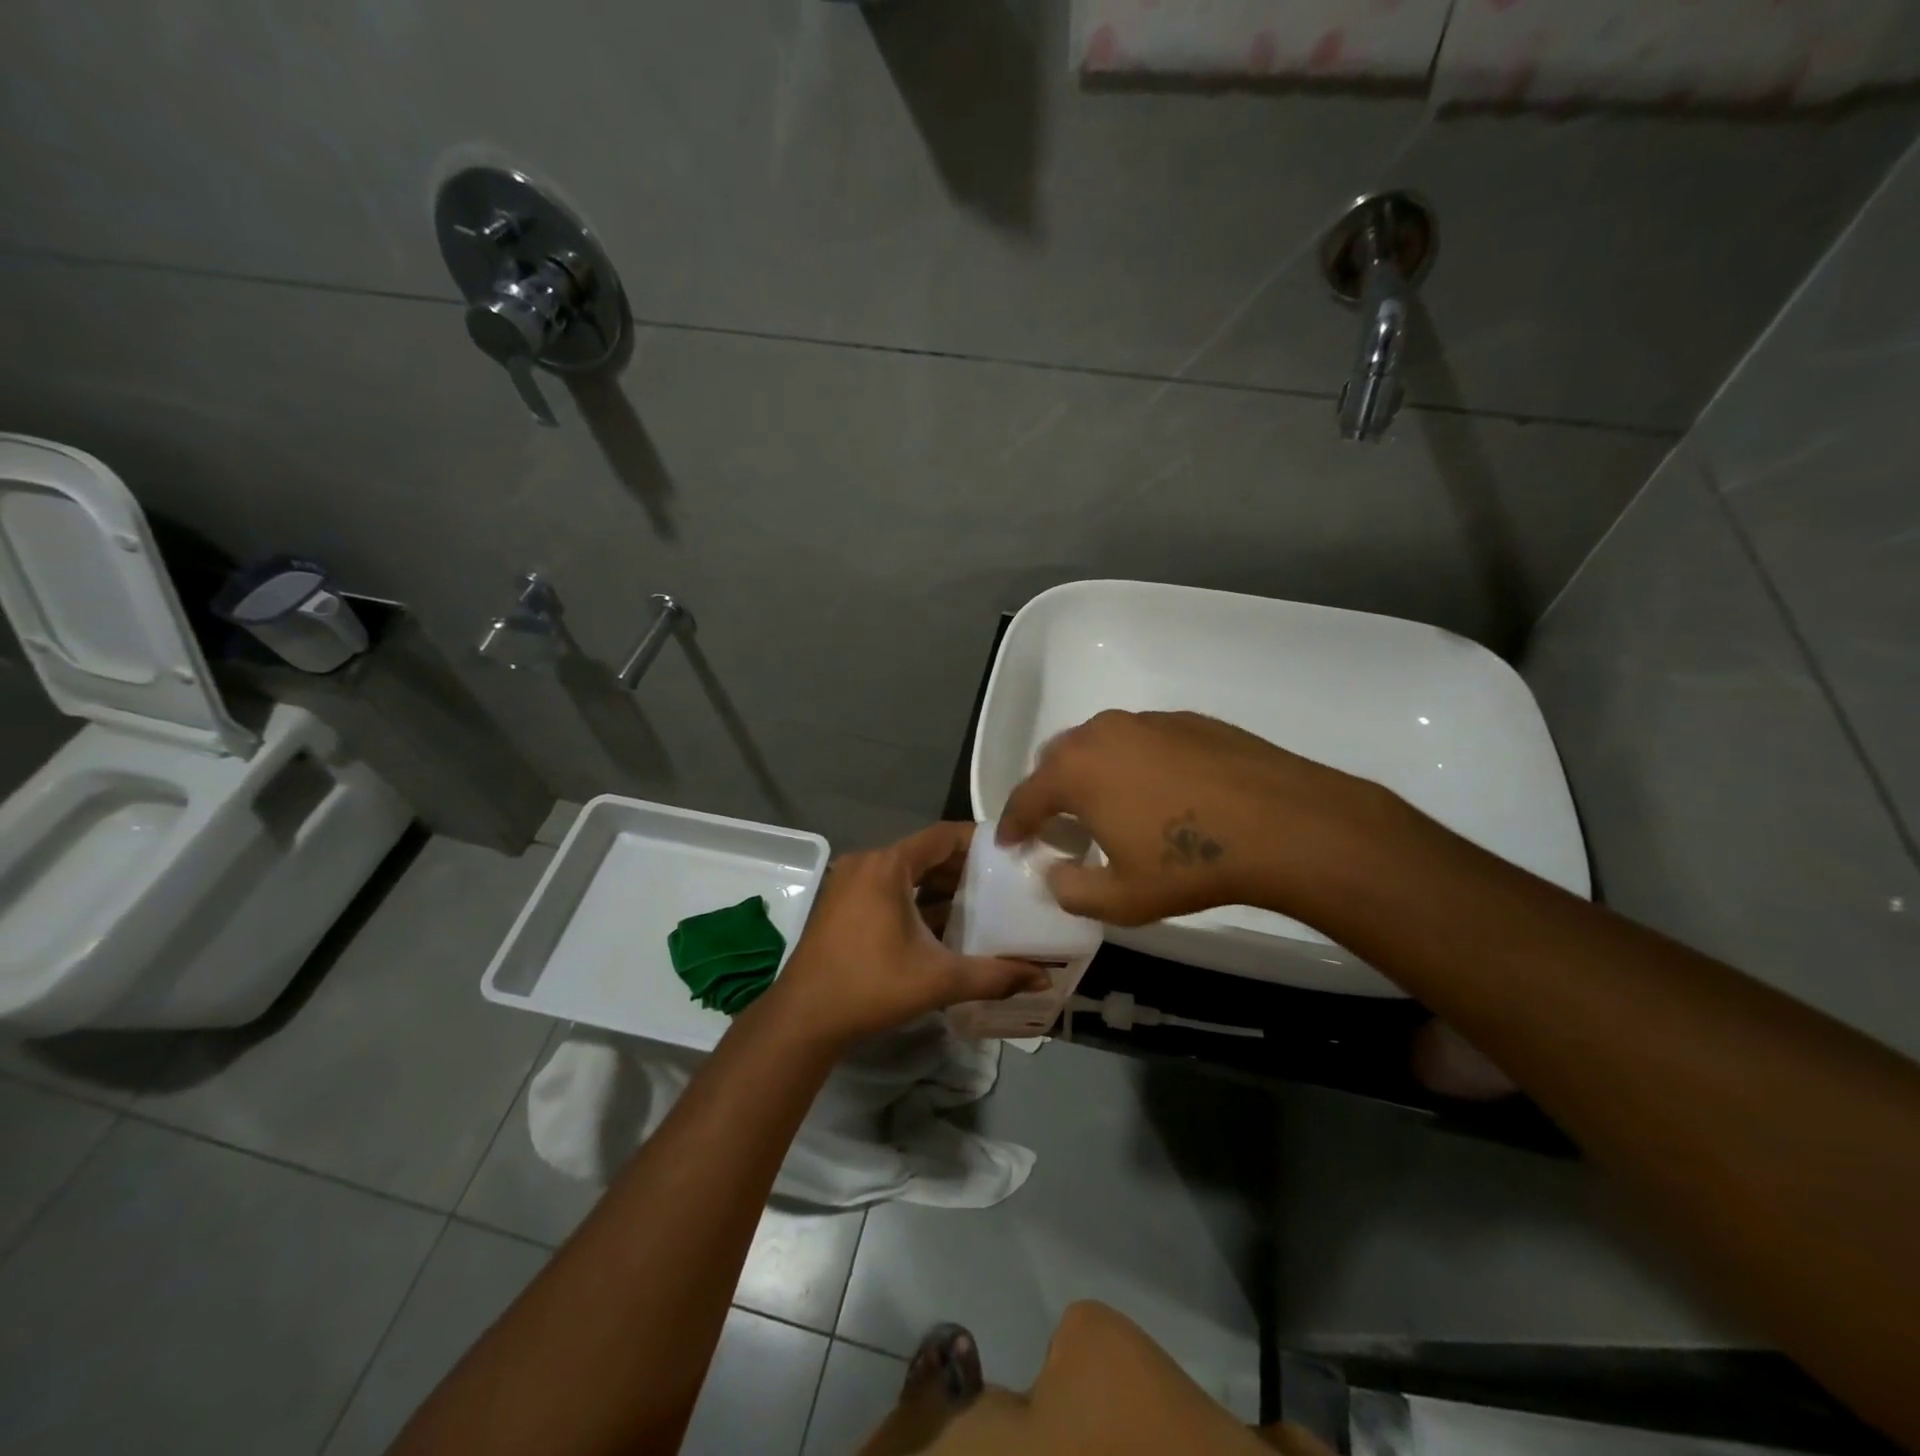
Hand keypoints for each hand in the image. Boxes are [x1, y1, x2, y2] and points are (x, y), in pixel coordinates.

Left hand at [764, 822, 1048, 1045]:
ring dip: (939, 886)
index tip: (1011, 853)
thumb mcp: (938, 979)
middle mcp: (867, 864)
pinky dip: (915, 899)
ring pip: (906, 873)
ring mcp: (849, 883)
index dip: (978, 841)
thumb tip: (1042, 978)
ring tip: (980, 903)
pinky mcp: (841, 904)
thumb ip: (993, 976)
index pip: (942, 835)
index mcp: (888, 866)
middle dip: (963, 867)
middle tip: (1003, 882)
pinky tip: (941, 925)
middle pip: (924, 853)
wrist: (803, 1019)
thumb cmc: (871, 986)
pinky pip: (887, 889)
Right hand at [996, 709, 1383, 925]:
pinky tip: (1161, 792)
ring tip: (1110, 806)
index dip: (1013, 823)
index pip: (1025, 796)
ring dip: (1092, 773)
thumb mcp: (1121, 898)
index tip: (1009, 842)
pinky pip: (1142, 740)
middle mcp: (1103, 733)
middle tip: (1059, 824)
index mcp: (1076, 771)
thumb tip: (1054, 874)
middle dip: (1049, 791)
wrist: (1282, 824)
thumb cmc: (1190, 864)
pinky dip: (1134, 764)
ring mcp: (1148, 721)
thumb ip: (1071, 890)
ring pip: (1101, 744)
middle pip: (1057, 759)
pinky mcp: (1187, 720)